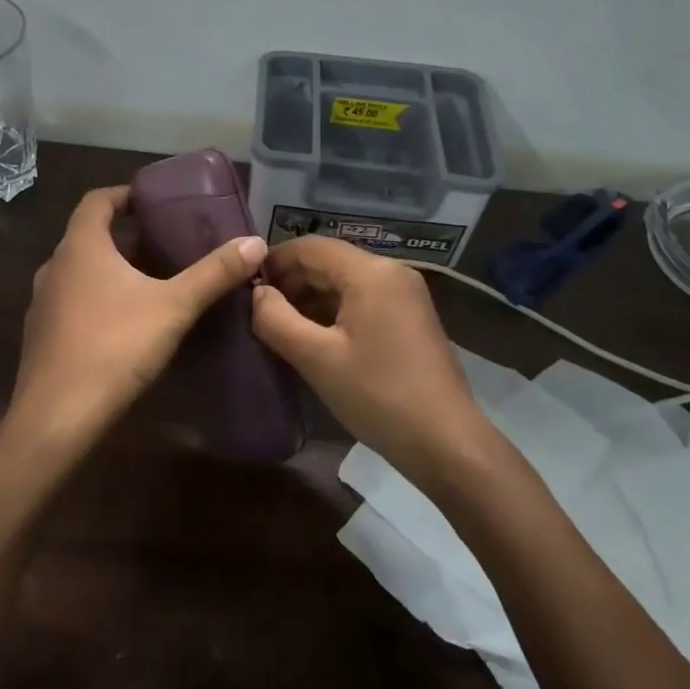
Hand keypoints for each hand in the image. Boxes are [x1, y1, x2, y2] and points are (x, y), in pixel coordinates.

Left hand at [8, 185, 267, 447]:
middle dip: (126, 236)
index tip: (152, 200)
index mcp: (81, 247)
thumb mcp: (174, 307)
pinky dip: (97, 299)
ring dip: (111, 270)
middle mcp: (55, 267)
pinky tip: (124, 324)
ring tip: (150, 282)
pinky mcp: (41, 336)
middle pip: (89, 236)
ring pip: (80, 272)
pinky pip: (72, 302)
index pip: (97, 200)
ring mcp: (42, 303)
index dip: (124, 194)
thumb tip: (255, 242)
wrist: (57, 416)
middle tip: (165, 243)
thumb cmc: (115, 347)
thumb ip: (213, 273)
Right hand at [251, 237, 493, 482]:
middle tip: (257, 309)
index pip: (310, 246)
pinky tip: (312, 336)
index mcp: (370, 272)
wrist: (446, 442)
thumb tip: (256, 293)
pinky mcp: (410, 318)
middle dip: (290, 280)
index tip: (243, 283)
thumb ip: (276, 319)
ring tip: (278, 325)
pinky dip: (333, 311)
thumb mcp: (316, 359)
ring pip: (345, 281)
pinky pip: (362, 300)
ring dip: (310, 297)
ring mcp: (405, 295)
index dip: (274, 260)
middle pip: (329, 261)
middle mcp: (391, 272)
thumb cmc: (378, 395)